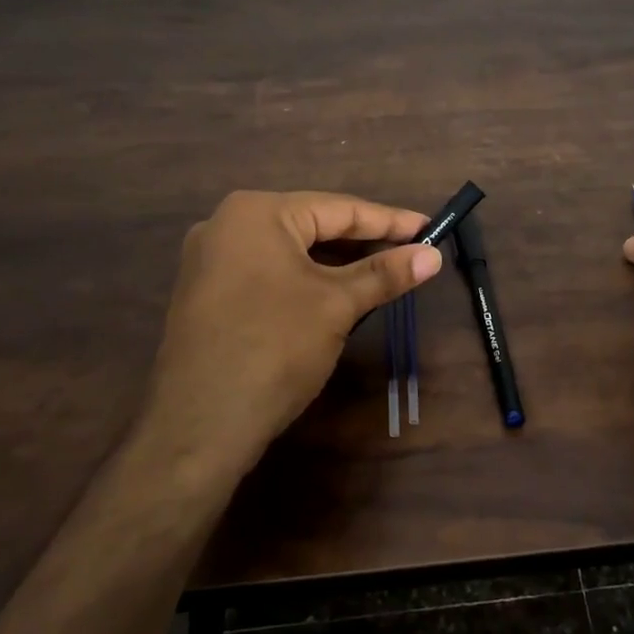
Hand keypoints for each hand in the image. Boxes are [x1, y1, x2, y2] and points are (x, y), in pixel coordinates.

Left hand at [143, 191, 442, 471]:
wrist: (200, 424)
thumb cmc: (275, 347)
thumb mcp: (337, 304)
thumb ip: (385, 273)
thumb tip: (433, 255)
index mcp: (257, 212)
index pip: (338, 209)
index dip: (390, 221)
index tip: (429, 227)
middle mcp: (228, 224)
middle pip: (313, 225)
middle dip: (363, 240)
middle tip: (411, 250)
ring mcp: (211, 260)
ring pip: (291, 250)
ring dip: (337, 261)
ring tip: (383, 270)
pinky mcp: (208, 292)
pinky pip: (270, 271)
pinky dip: (306, 278)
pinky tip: (336, 291)